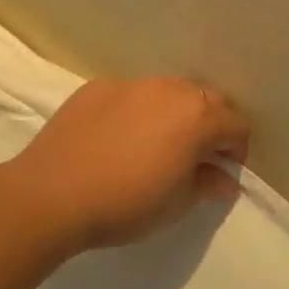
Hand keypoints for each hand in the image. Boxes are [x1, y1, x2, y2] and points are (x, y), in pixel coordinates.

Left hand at [2, 76, 250, 254]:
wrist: (51, 195)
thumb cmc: (125, 204)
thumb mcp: (176, 204)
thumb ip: (207, 185)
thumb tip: (226, 180)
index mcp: (197, 117)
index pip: (236, 124)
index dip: (237, 148)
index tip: (225, 170)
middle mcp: (169, 90)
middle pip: (206, 99)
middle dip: (211, 124)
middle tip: (198, 155)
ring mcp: (131, 84)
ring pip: (168, 91)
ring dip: (175, 112)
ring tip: (158, 142)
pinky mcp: (97, 87)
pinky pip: (132, 94)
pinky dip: (138, 110)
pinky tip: (119, 137)